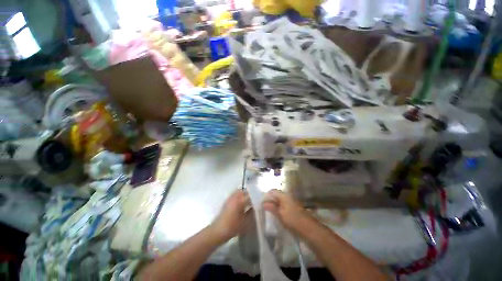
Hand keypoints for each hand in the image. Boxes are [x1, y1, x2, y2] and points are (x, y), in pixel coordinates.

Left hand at [211, 190, 253, 241]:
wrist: (218, 231)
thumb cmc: (233, 227)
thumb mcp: (246, 222)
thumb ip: (253, 213)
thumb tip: (258, 208)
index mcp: (240, 201)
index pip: (251, 195)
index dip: (257, 197)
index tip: (262, 200)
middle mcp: (235, 196)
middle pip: (245, 191)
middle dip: (251, 194)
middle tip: (256, 200)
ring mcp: (230, 197)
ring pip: (240, 191)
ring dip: (245, 195)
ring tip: (250, 202)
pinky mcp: (227, 200)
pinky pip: (236, 194)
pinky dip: (240, 196)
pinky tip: (243, 204)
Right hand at [263, 189, 311, 231]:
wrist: (309, 229)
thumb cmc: (293, 220)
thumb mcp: (280, 214)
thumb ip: (271, 207)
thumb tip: (263, 203)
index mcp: (284, 196)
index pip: (272, 191)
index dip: (266, 196)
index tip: (261, 203)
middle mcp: (287, 197)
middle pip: (276, 196)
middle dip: (269, 201)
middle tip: (263, 208)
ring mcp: (291, 203)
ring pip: (279, 201)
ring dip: (274, 205)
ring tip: (268, 212)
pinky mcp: (293, 209)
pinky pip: (283, 206)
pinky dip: (278, 209)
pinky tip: (276, 215)